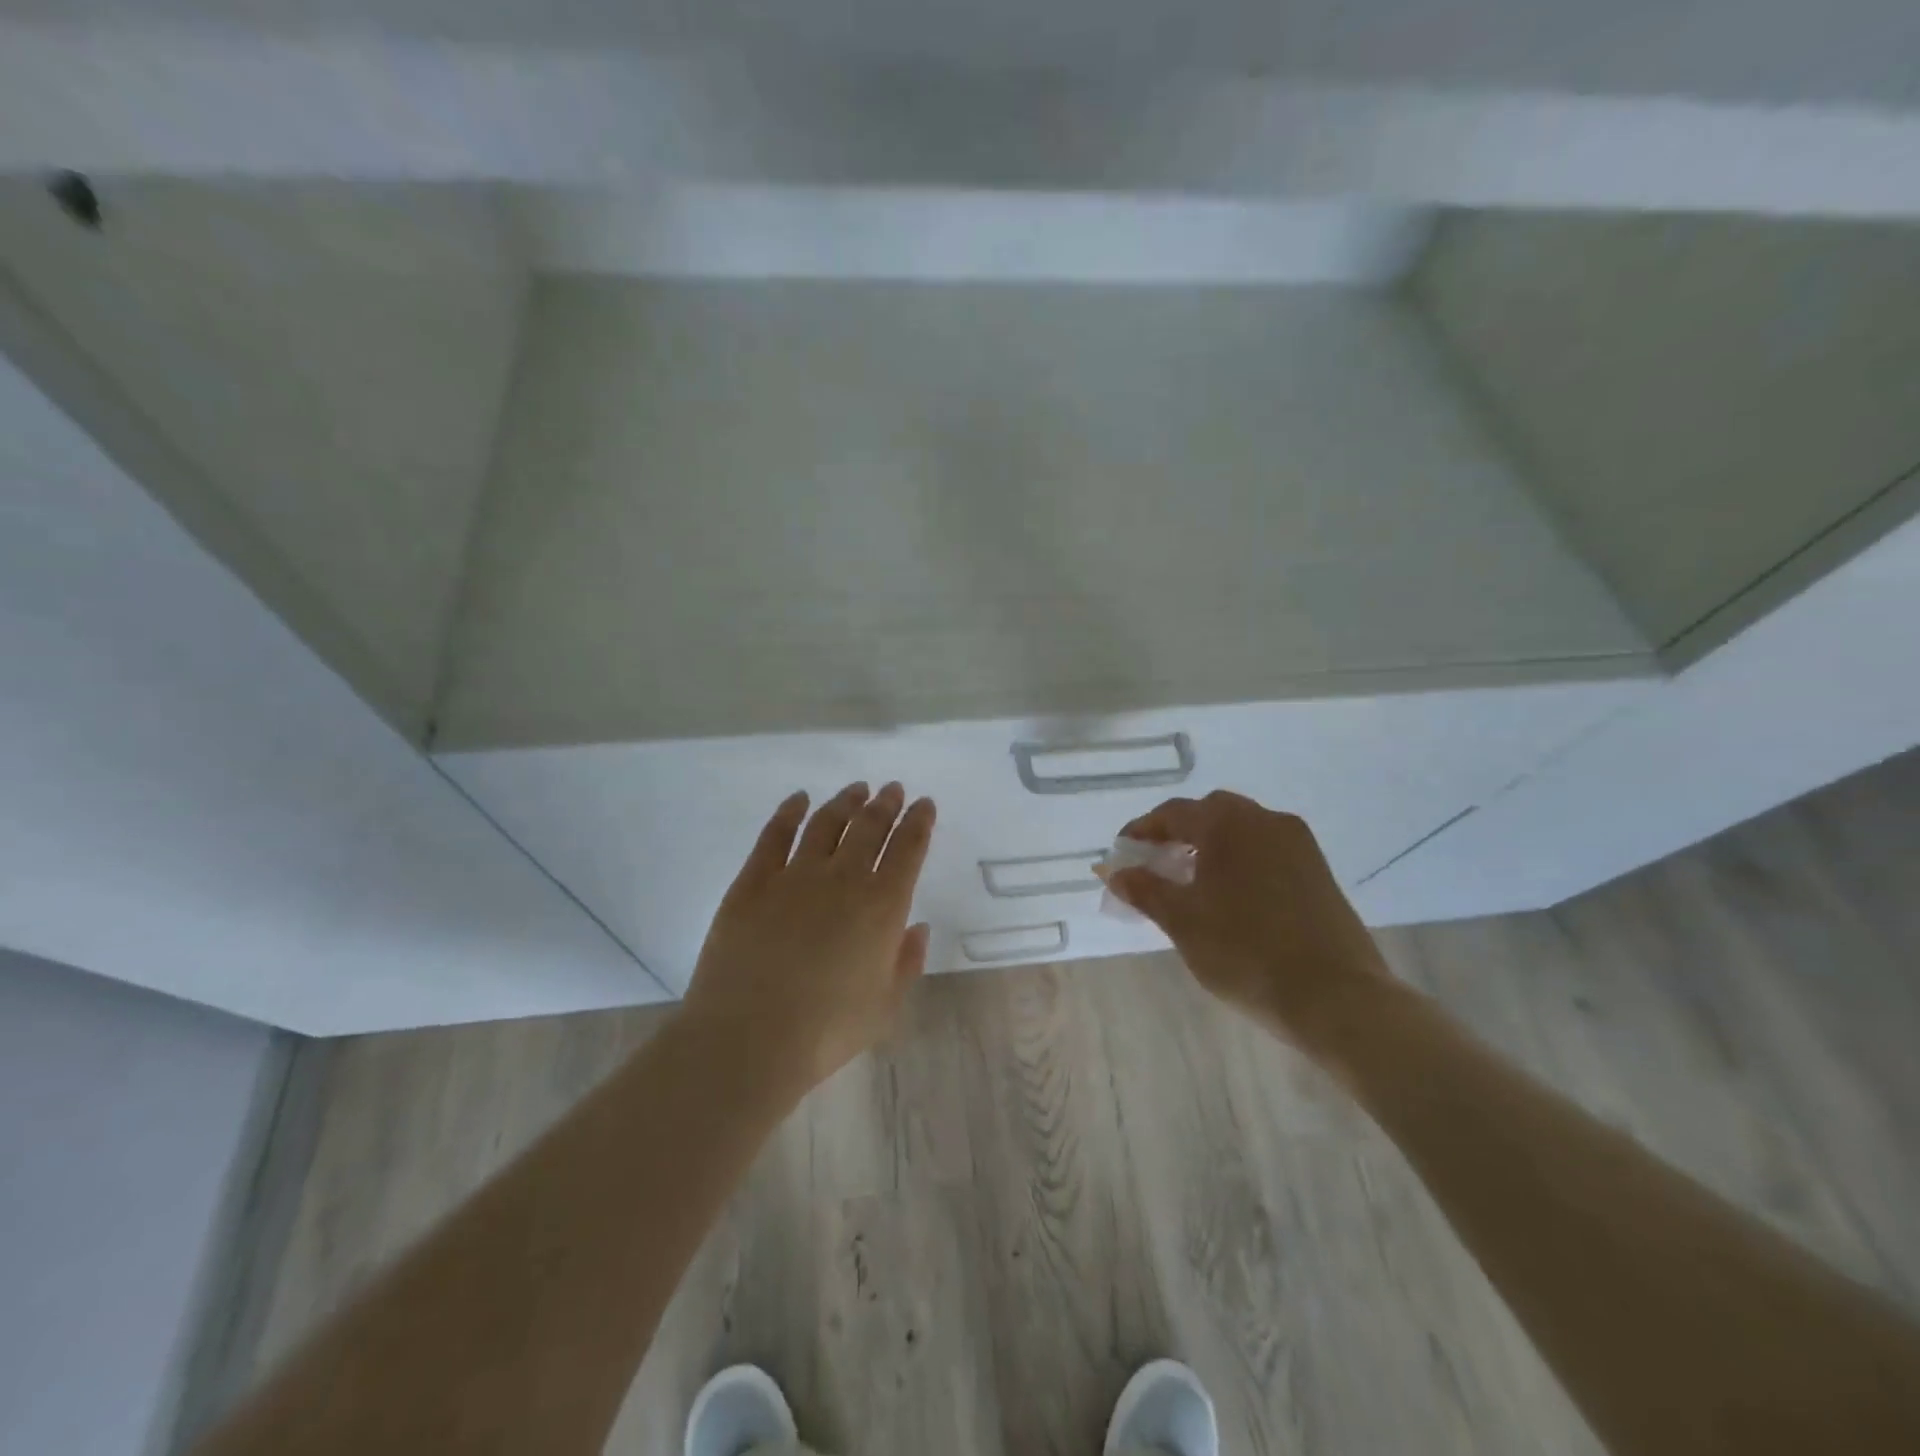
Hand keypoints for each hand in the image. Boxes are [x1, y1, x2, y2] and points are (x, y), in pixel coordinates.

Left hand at [682, 781, 935, 1091]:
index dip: (918, 822)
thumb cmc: (826, 1031)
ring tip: (857, 789)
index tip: (924, 804)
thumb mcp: (885, 1006)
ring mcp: (795, 875)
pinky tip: (799, 799)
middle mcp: (843, 878)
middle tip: (892, 789)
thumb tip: (917, 926)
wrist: (749, 1038)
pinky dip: (790, 811)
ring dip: (845, 802)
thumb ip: (907, 962)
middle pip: (870, 827)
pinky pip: (775, 834)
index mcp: (882, 906)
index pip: (908, 849)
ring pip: (827, 823)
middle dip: (886, 804)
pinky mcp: (754, 881)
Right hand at [1102, 790, 1388, 1048]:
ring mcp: (1298, 844)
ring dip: (1210, 847)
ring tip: (1190, 884)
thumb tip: (1115, 871)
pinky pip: (1265, 850)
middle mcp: (1265, 820)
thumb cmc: (1245, 952)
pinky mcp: (1318, 870)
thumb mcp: (1182, 921)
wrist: (1336, 997)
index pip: (1172, 813)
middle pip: (1209, 814)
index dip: (1142, 831)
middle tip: (1156, 866)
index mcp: (1228, 824)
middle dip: (1177, 834)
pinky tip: (1230, 897)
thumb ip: (1144, 890)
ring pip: (1241, 831)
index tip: (1122, 855)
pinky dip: (1239, 861)